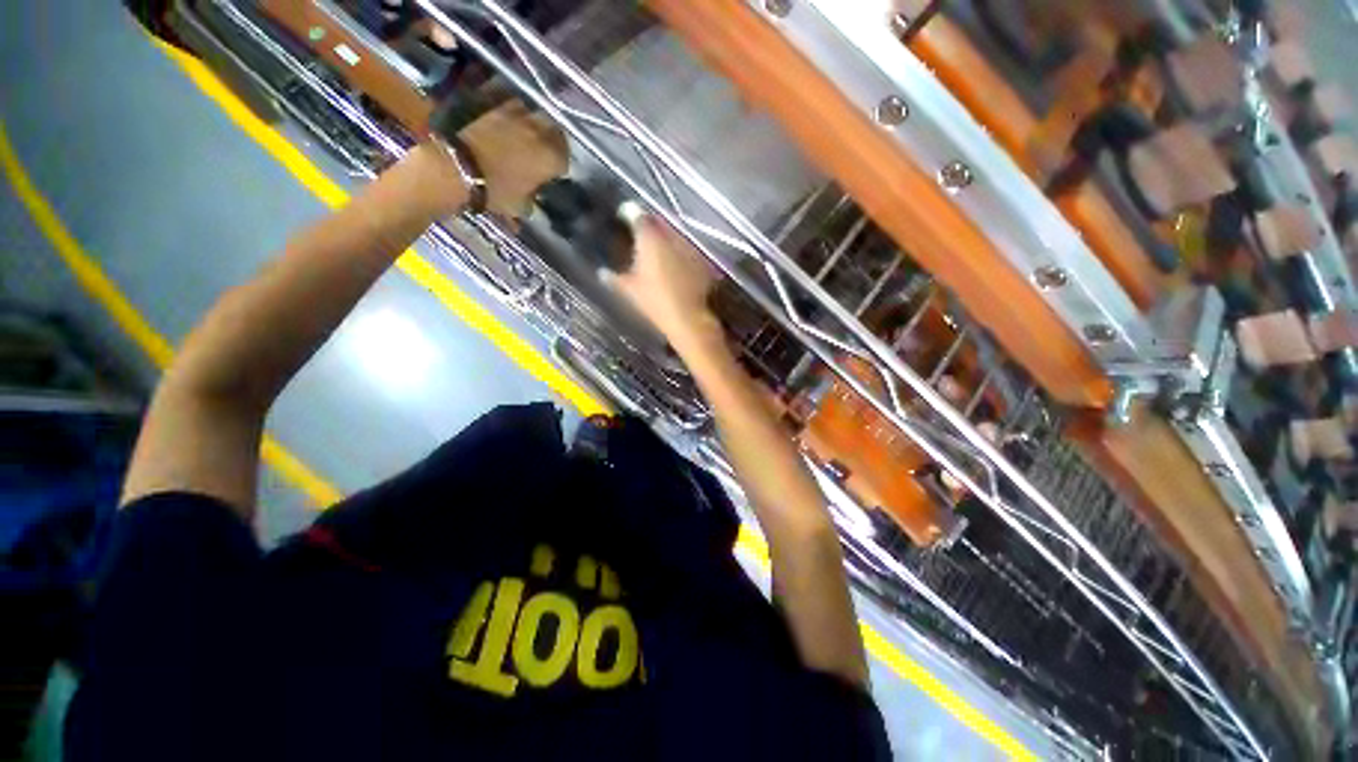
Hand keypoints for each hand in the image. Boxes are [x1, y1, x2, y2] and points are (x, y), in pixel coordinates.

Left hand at [458, 100, 567, 218]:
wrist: (460, 166)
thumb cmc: (497, 191)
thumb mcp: (522, 204)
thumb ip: (535, 195)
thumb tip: (535, 194)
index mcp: (551, 158)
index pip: (565, 159)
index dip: (560, 167)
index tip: (554, 173)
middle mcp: (540, 132)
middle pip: (555, 132)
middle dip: (554, 140)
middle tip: (547, 150)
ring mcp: (518, 115)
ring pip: (536, 114)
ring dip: (536, 123)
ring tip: (530, 132)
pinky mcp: (497, 106)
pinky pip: (514, 105)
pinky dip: (516, 112)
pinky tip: (512, 121)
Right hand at [611, 214, 720, 346]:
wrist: (689, 318)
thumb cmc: (655, 302)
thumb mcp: (629, 291)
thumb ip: (614, 279)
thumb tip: (603, 273)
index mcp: (649, 239)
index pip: (637, 215)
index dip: (628, 213)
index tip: (622, 215)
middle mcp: (670, 237)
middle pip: (657, 223)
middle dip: (648, 226)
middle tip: (638, 234)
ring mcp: (688, 247)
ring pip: (673, 234)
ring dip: (664, 238)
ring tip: (656, 248)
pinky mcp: (701, 260)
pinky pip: (686, 249)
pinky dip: (678, 252)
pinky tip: (674, 263)